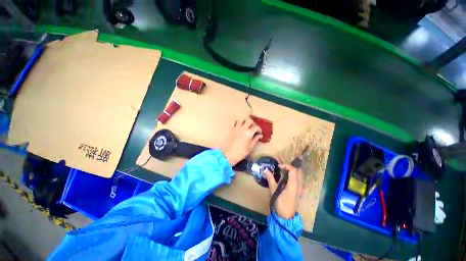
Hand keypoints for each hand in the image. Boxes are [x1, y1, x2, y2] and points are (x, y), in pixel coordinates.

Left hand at [221, 118, 262, 165]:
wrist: (228, 154)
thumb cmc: (241, 152)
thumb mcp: (250, 147)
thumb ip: (255, 140)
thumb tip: (260, 135)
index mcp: (249, 133)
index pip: (256, 127)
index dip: (259, 129)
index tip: (259, 133)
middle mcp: (243, 128)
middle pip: (249, 121)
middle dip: (253, 124)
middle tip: (253, 129)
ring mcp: (236, 128)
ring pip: (242, 120)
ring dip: (245, 122)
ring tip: (246, 126)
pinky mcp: (230, 129)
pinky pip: (233, 122)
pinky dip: (236, 123)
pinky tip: (238, 126)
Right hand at [265, 164, 302, 218]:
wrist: (285, 216)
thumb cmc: (280, 202)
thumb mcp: (273, 189)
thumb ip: (270, 178)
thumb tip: (265, 170)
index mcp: (293, 184)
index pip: (293, 170)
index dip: (286, 165)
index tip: (279, 166)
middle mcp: (298, 185)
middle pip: (297, 171)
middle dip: (289, 167)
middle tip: (281, 166)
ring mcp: (299, 188)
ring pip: (297, 175)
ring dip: (290, 171)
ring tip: (282, 170)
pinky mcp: (297, 190)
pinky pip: (296, 179)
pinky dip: (291, 175)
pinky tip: (284, 177)